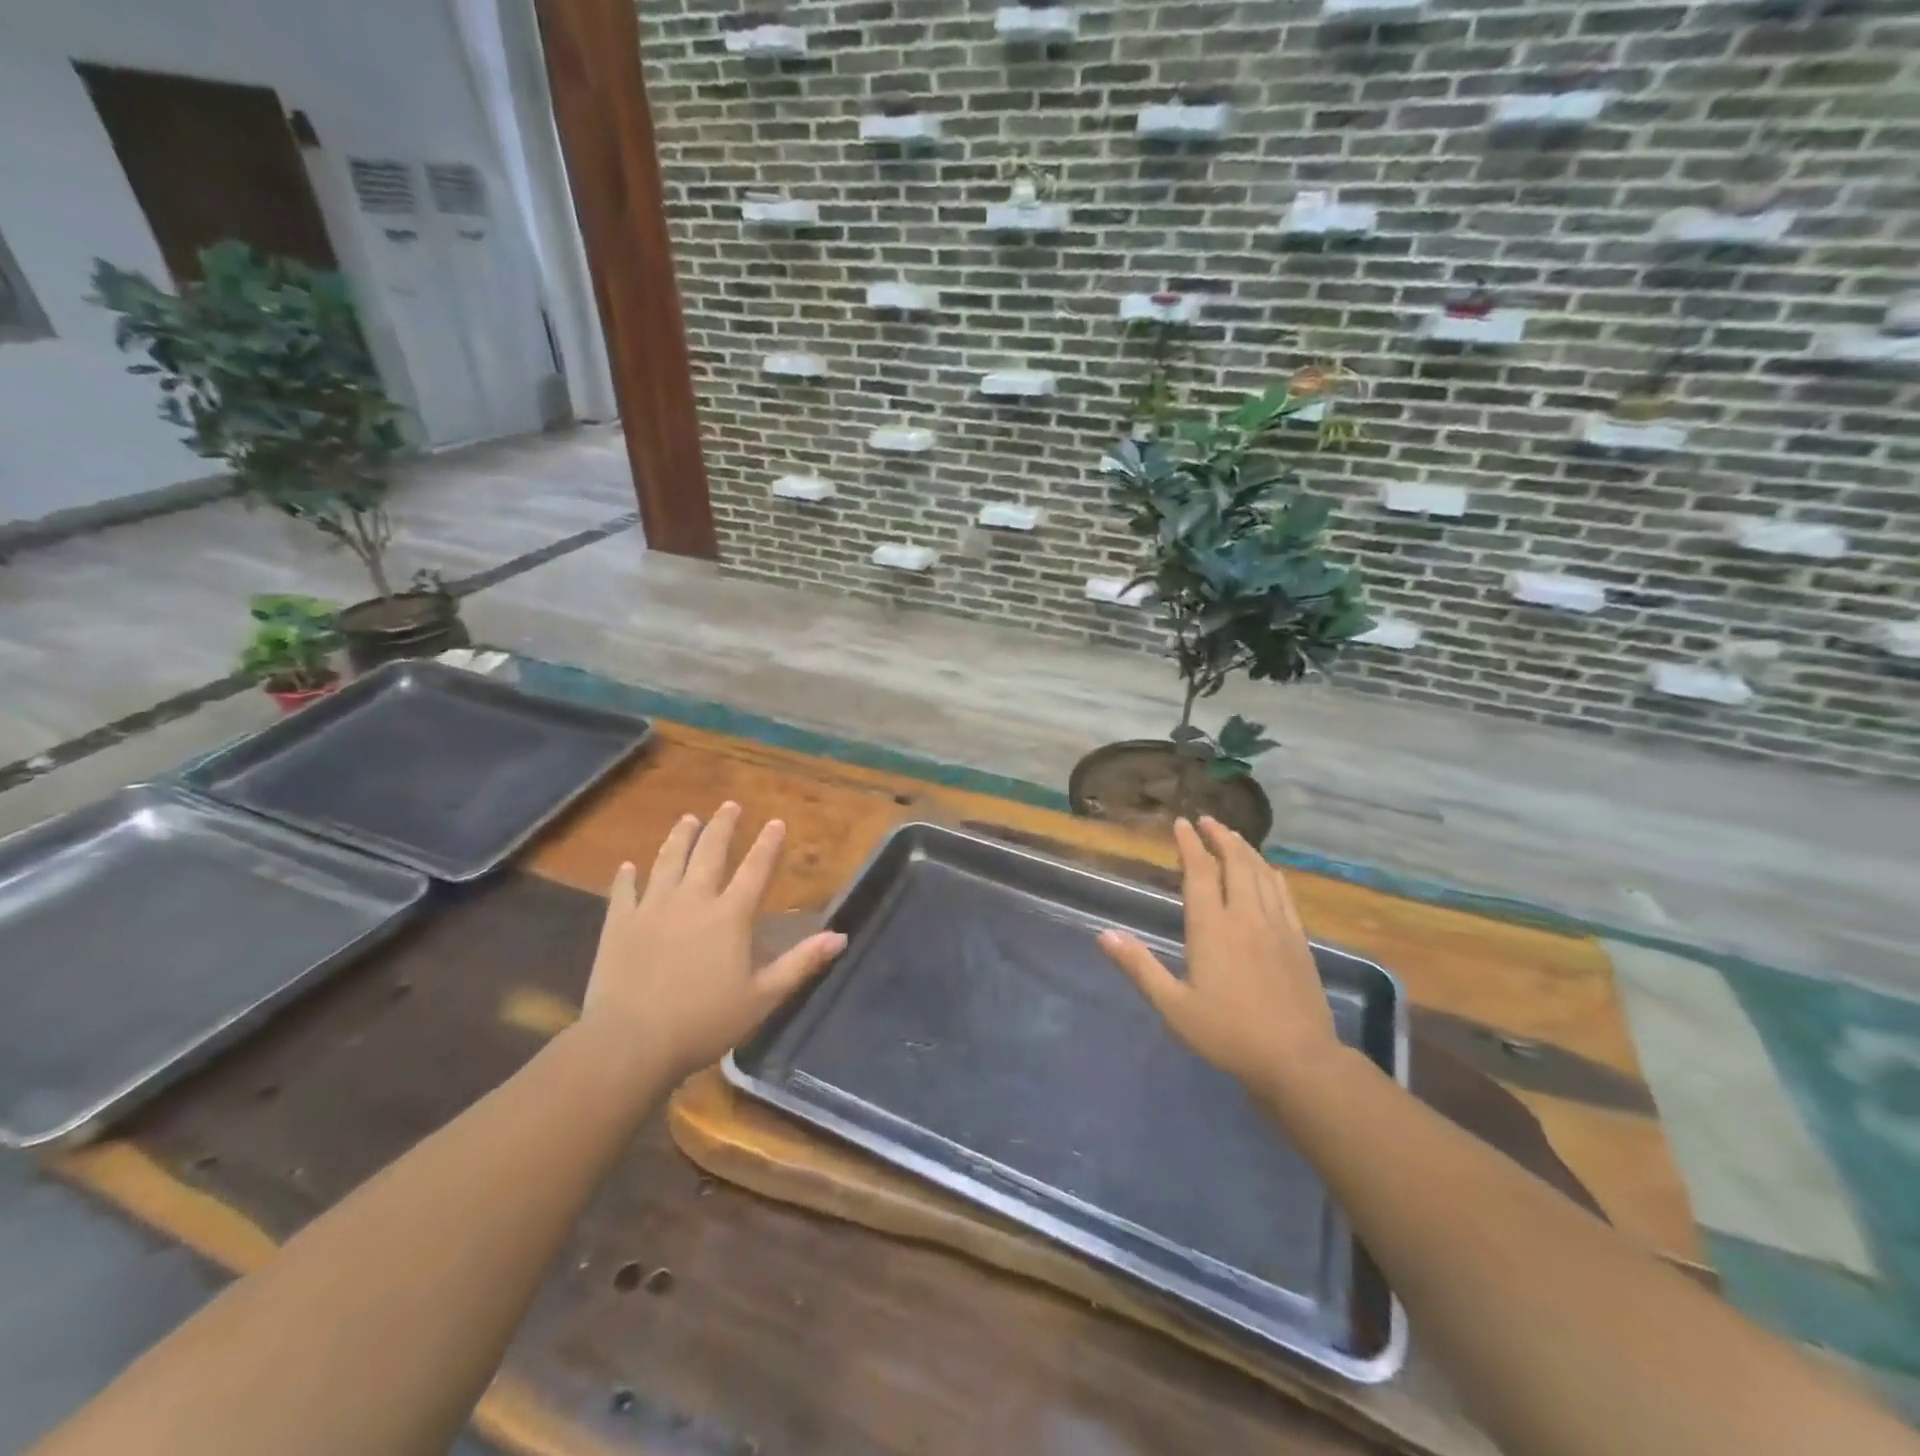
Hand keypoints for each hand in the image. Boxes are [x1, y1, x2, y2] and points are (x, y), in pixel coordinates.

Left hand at [581, 801, 846, 1084]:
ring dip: (680, 838)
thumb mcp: (763, 997)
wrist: (630, 1042)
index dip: (768, 844)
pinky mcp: (619, 924)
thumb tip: (841, 936)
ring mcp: (652, 908)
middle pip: (710, 853)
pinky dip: (627, 877)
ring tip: (688, 819)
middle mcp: (692, 900)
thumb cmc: (704, 1022)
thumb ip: (801, 963)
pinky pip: (624, 891)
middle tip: (730, 805)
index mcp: (730, 916)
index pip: (755, 869)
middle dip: (722, 826)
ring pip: (668, 861)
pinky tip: (627, 866)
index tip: (776, 821)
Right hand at [1098, 816, 1339, 1095]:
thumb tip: (1104, 935)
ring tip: (1231, 835)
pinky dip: (1269, 872)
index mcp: (1212, 928)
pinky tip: (1266, 870)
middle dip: (1219, 836)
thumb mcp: (1173, 1006)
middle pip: (1234, 862)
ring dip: (1244, 848)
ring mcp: (1276, 925)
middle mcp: (1245, 916)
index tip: (1181, 823)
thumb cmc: (1228, 1034)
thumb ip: (1139, 966)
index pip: (1199, 872)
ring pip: (1260, 872)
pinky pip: (1282, 892)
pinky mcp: (1298, 938)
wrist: (1297, 1060)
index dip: (1189, 844)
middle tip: (1205, 820)